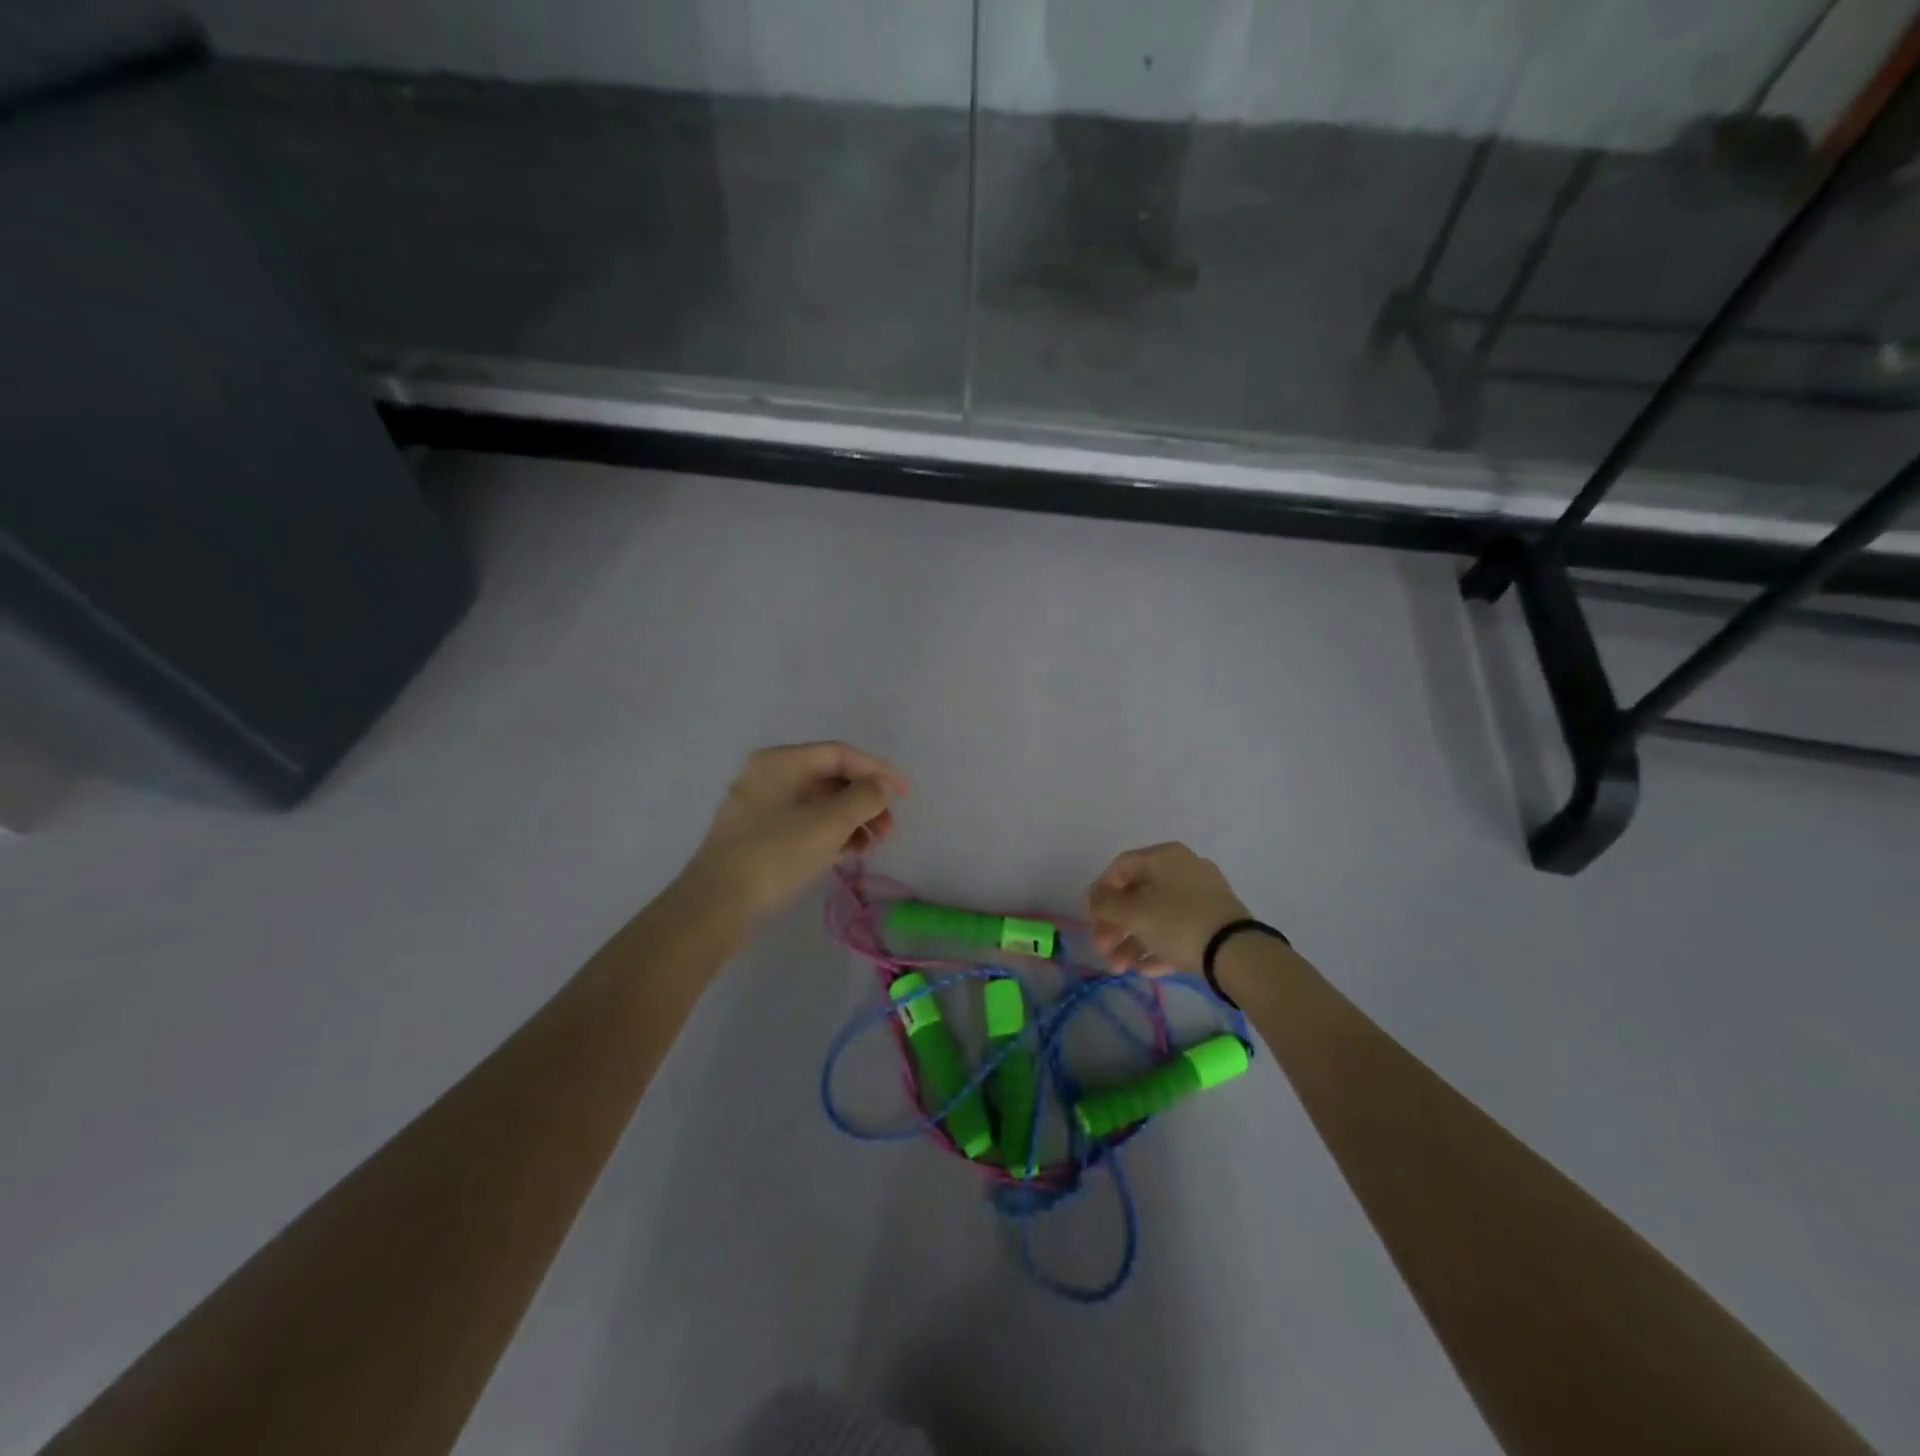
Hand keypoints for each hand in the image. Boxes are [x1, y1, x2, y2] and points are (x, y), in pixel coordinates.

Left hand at [680, 742, 906, 922]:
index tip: (904, 793)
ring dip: (851, 820)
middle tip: (889, 828)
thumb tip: (881, 786)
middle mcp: (769, 775)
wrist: (716, 905)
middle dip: (865, 800)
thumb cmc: (776, 854)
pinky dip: (830, 833)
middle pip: (830, 778)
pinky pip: (804, 823)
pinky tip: (848, 854)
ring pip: (819, 803)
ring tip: (872, 847)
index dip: (877, 769)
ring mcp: (761, 806)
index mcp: (781, 761)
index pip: (840, 754)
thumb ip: (864, 797)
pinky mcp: (758, 836)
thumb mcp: (829, 823)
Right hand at [1087, 842, 1250, 975]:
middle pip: (1138, 894)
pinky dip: (1159, 946)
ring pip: (1158, 915)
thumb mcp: (1135, 914)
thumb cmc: (1179, 922)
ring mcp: (1203, 896)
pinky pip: (1179, 930)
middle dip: (1115, 925)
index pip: (1121, 867)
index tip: (1087, 916)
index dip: (1099, 890)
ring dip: (1133, 941)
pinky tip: (1145, 970)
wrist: (1238, 953)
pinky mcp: (1215, 922)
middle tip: (1102, 949)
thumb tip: (1095, 899)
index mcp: (1165, 857)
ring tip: (1119, 969)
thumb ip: (1107, 905)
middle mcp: (1184, 869)